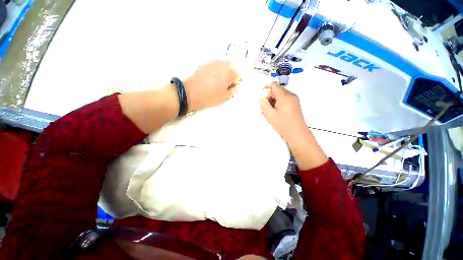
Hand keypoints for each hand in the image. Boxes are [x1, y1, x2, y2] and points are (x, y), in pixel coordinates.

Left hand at [184, 60, 239, 110]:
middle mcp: (222, 65)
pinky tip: (212, 78)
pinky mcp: (205, 64)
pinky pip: (215, 65)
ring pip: (223, 64)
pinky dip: (216, 70)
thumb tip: (235, 86)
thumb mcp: (224, 97)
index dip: (237, 81)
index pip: (238, 74)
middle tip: (227, 83)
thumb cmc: (210, 97)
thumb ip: (232, 91)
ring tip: (219, 81)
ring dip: (224, 71)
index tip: (233, 86)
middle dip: (231, 74)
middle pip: (231, 66)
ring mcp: (213, 63)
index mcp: (229, 74)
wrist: (191, 93)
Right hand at [260, 82, 327, 169]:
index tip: (260, 93)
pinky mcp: (295, 105)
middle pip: (277, 91)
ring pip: (280, 97)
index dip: (266, 87)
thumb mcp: (270, 115)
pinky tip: (275, 113)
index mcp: (285, 96)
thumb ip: (264, 104)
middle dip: (268, 97)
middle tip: (263, 108)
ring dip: (272, 102)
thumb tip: (262, 98)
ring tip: (268, 112)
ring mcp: (294, 100)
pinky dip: (277, 104)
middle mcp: (291, 96)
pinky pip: (284, 101)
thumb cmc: (283, 124)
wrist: (297, 134)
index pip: (274, 86)